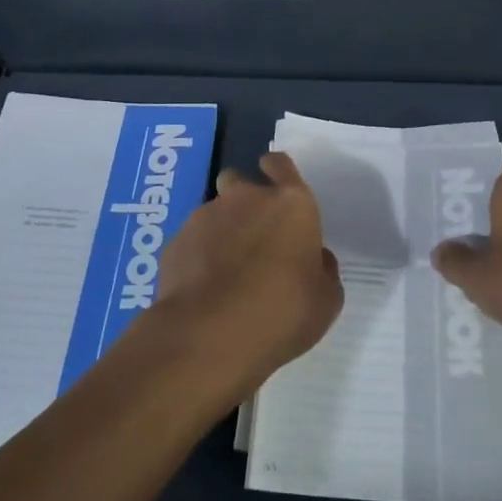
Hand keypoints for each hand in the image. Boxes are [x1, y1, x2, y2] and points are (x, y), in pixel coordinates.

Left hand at [144, 151, 343, 401]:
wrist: (210, 335)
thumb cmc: (282, 312)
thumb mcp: (325, 299)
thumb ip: (322, 269)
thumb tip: (315, 258)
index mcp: (291, 204)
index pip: (281, 165)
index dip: (277, 171)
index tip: (275, 183)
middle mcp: (246, 198)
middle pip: (239, 180)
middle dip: (243, 199)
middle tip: (252, 235)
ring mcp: (205, 217)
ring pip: (214, 211)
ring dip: (221, 230)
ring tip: (225, 271)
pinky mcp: (175, 242)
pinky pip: (191, 240)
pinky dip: (197, 255)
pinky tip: (202, 288)